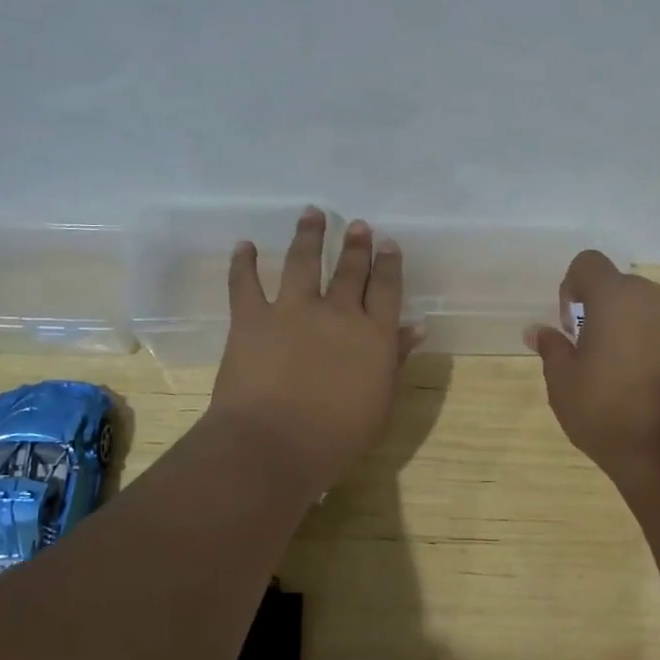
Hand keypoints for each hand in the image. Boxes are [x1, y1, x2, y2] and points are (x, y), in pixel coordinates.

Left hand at [208, 208, 413, 500]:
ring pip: (303, 260)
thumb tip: (416, 327)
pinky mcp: (252, 317)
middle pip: (350, 269)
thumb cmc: (336, 438)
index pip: (386, 288)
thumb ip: (396, 361)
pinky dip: (243, 261)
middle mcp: (337, 312)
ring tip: (312, 213)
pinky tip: (244, 244)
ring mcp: (292, 309)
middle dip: (356, 245)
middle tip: (358, 225)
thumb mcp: (379, 403)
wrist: (273, 445)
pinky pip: (245, 281)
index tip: (388, 243)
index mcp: (373, 335)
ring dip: (309, 234)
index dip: (388, 264)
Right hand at [526, 251, 659, 497]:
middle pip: (623, 288)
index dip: (572, 287)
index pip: (588, 263)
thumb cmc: (612, 415)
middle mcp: (658, 300)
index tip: (570, 325)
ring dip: (636, 333)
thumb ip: (552, 350)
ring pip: (653, 314)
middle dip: (604, 312)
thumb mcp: (564, 386)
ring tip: (626, 379)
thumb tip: (538, 330)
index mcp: (617, 299)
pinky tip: (656, 395)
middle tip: (594, 355)